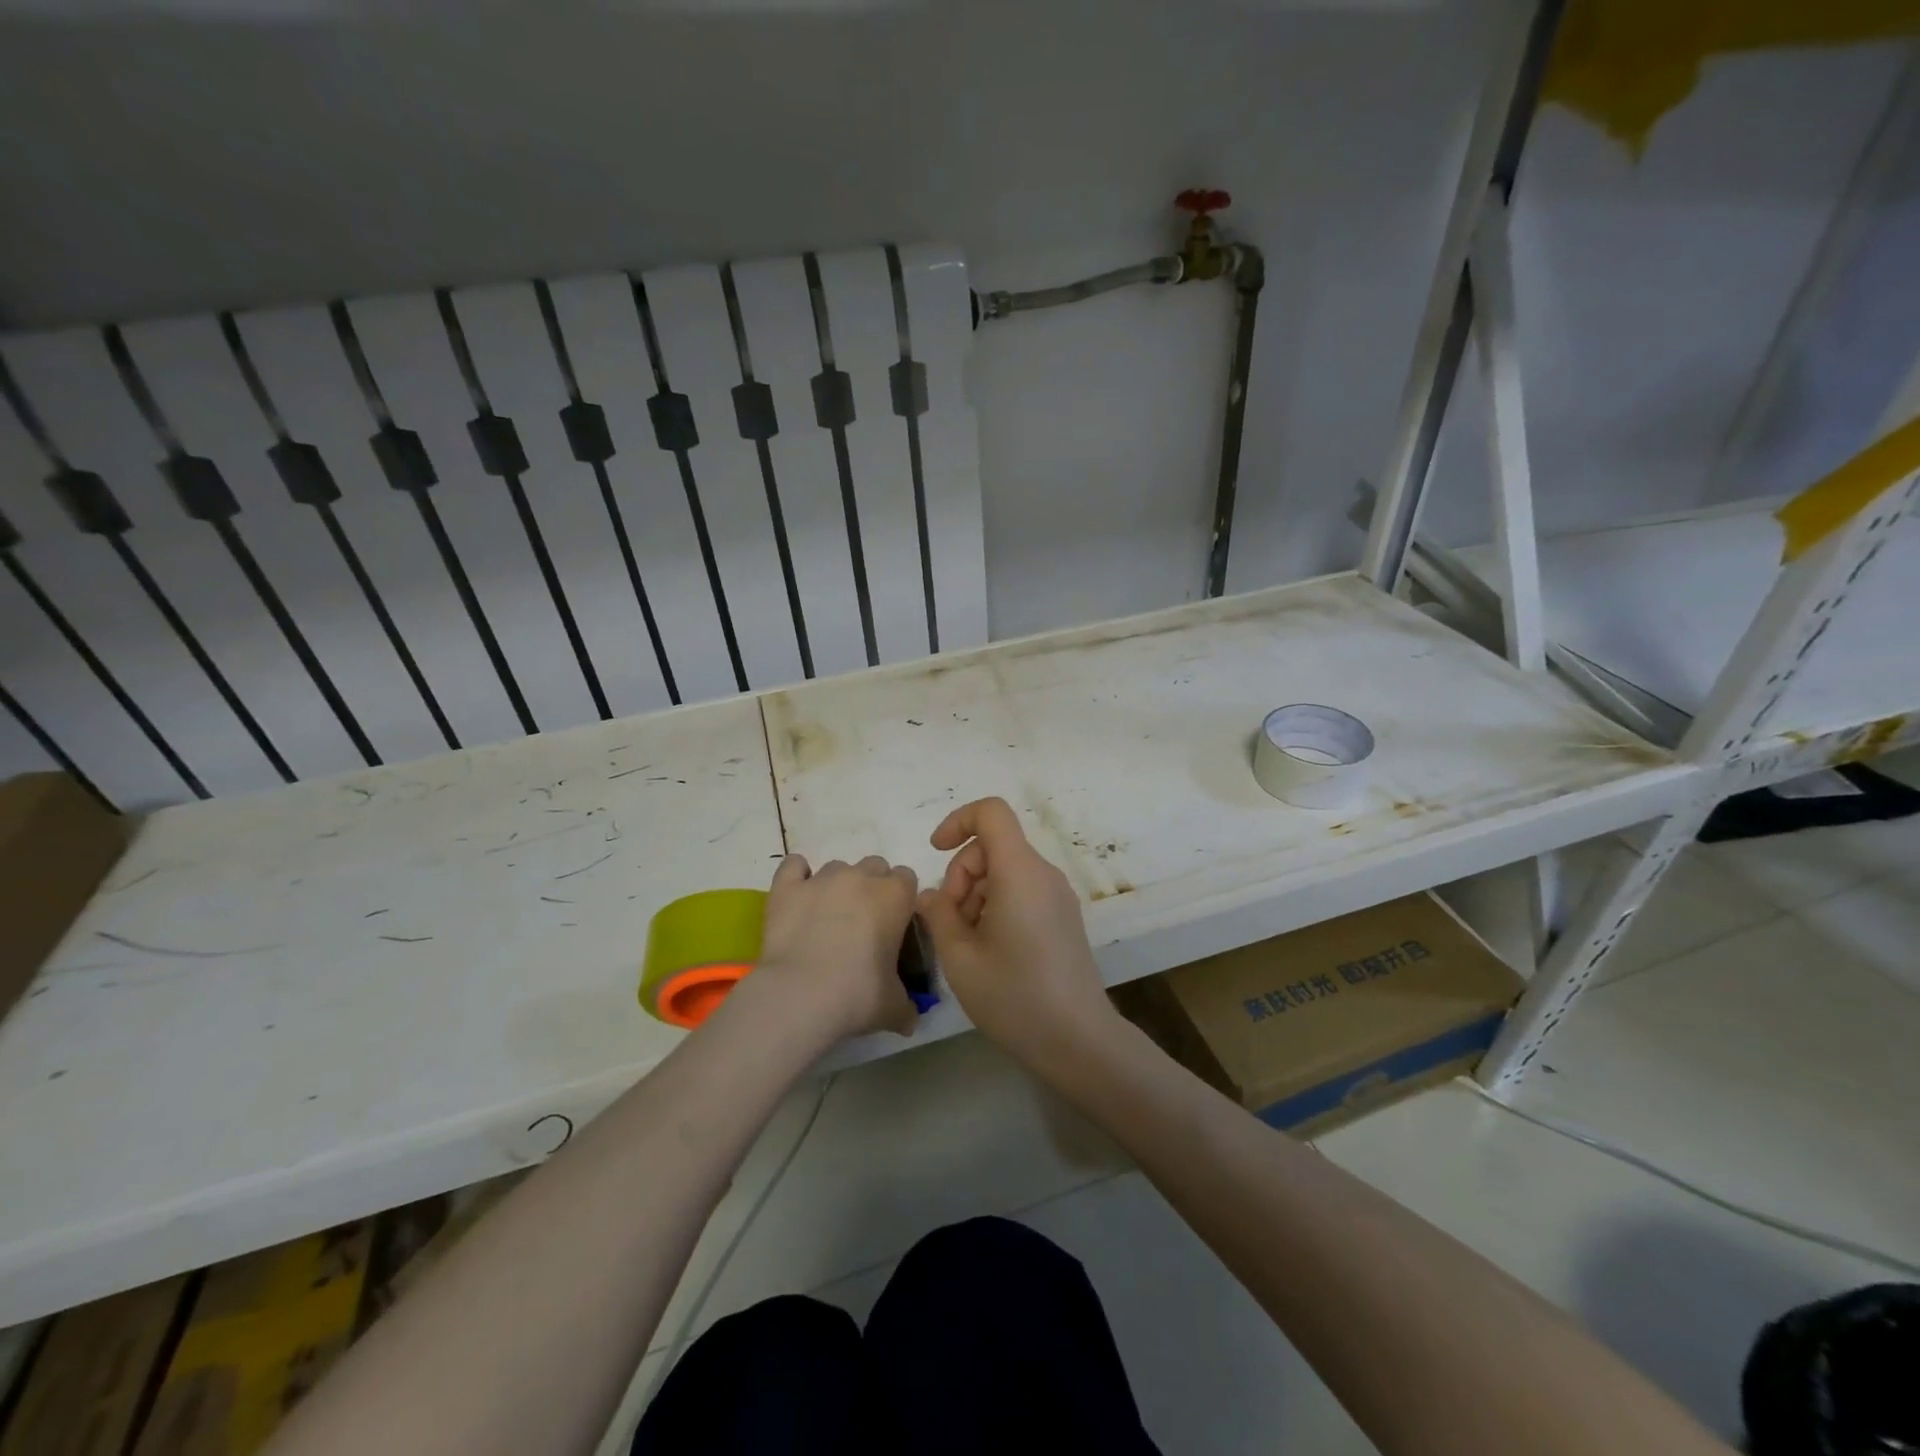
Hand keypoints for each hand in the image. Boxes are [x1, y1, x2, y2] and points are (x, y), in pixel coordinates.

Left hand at [743, 853, 919, 1042]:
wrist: (800, 995)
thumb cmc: (857, 995)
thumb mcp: (893, 1007)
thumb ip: (906, 1006)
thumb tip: (910, 1020)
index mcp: (896, 896)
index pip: (907, 879)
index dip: (900, 899)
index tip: (894, 924)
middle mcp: (861, 877)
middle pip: (874, 866)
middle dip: (871, 887)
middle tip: (863, 922)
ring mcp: (822, 878)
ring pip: (837, 867)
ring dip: (838, 885)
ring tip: (827, 918)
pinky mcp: (787, 887)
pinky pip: (794, 866)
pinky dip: (797, 876)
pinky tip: (798, 896)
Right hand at [916, 798, 1116, 1066]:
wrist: (1078, 1040)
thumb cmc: (1014, 996)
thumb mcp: (960, 956)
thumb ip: (938, 914)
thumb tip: (930, 895)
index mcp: (1020, 871)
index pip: (991, 813)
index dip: (957, 821)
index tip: (935, 852)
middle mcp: (1043, 874)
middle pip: (994, 846)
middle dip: (961, 874)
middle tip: (950, 923)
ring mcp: (1057, 896)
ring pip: (1006, 871)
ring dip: (976, 894)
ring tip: (968, 944)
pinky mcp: (1063, 917)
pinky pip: (1023, 891)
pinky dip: (997, 905)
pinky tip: (990, 950)